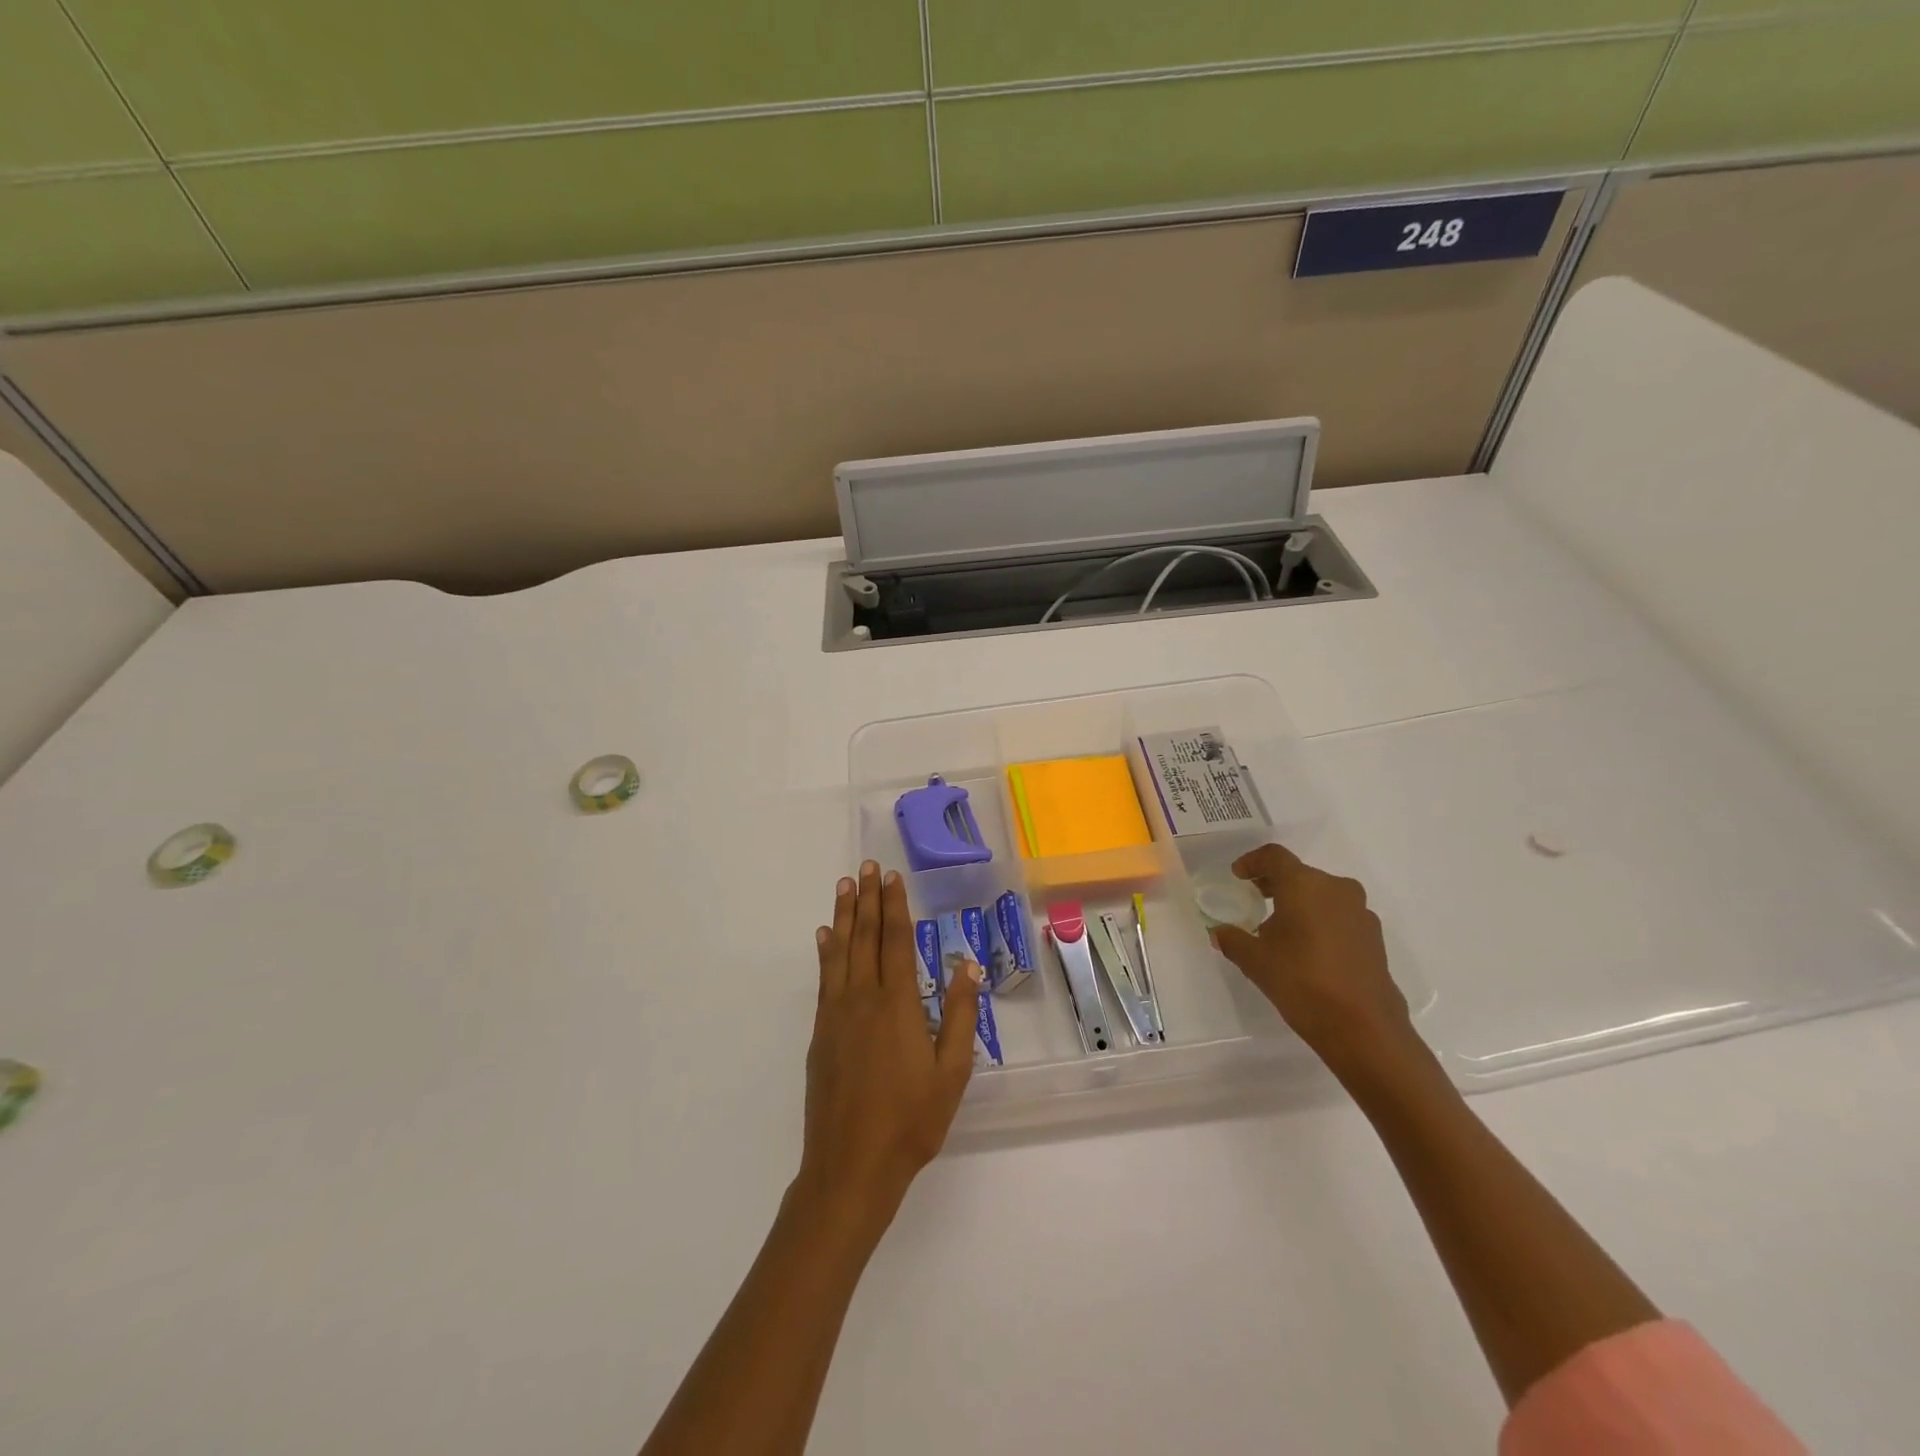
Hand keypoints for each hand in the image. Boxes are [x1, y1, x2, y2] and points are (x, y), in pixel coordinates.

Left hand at [799, 862, 980, 1230]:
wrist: (850, 1165)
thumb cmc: (911, 1121)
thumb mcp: (952, 1072)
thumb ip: (960, 1014)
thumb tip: (967, 963)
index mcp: (898, 1005)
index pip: (896, 942)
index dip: (895, 906)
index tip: (892, 877)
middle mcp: (863, 999)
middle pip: (865, 937)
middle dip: (866, 899)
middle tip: (865, 867)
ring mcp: (836, 1015)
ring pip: (840, 952)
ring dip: (843, 915)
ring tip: (844, 886)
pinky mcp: (820, 1033)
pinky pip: (824, 979)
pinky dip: (825, 952)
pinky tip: (824, 937)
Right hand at [1208, 843, 1420, 1080]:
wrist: (1364, 1028)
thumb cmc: (1302, 982)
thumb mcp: (1255, 961)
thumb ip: (1233, 940)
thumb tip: (1219, 932)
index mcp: (1304, 885)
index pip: (1274, 856)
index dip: (1252, 862)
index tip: (1238, 877)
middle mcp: (1336, 889)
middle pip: (1299, 874)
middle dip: (1274, 884)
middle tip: (1253, 899)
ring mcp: (1360, 912)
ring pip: (1322, 894)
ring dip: (1299, 902)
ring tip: (1279, 928)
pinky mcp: (1373, 937)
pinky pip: (1339, 915)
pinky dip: (1319, 920)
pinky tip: (1307, 948)